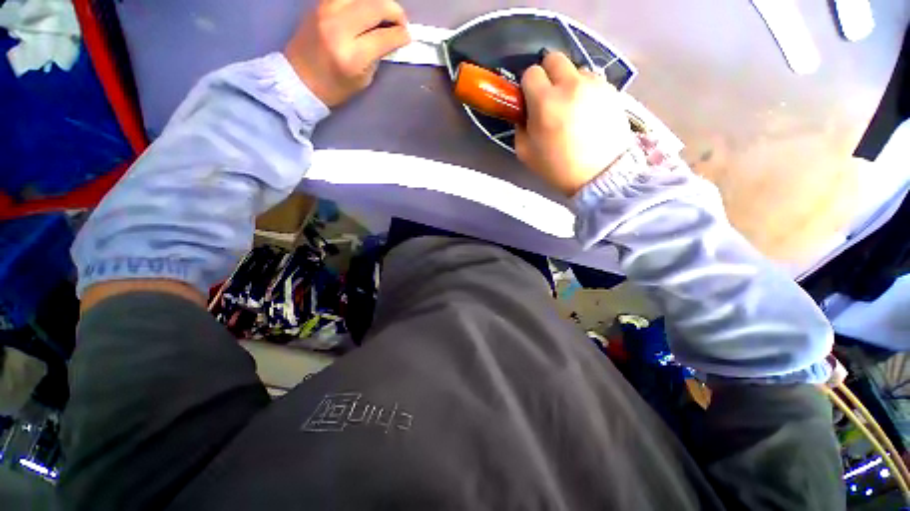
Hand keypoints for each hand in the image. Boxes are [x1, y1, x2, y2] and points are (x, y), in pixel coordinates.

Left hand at [284, 0, 410, 106]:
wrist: (300, 79)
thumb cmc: (335, 87)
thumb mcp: (363, 79)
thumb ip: (377, 56)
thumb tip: (390, 38)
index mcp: (352, 56)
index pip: (384, 36)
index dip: (401, 35)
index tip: (407, 37)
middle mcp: (339, 28)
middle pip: (374, 6)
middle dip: (394, 11)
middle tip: (400, 21)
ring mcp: (326, 11)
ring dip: (377, 1)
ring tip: (384, 12)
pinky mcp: (320, 4)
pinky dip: (360, 1)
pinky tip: (366, 9)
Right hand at [516, 51, 633, 196]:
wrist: (600, 175)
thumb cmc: (557, 168)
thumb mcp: (526, 153)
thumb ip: (520, 128)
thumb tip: (524, 114)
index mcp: (545, 102)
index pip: (530, 73)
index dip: (527, 86)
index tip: (530, 101)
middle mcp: (570, 85)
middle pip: (554, 58)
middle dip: (547, 74)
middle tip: (548, 96)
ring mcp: (594, 85)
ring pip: (576, 69)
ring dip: (569, 82)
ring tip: (571, 107)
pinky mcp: (612, 90)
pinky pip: (593, 81)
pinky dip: (586, 91)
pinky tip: (587, 112)